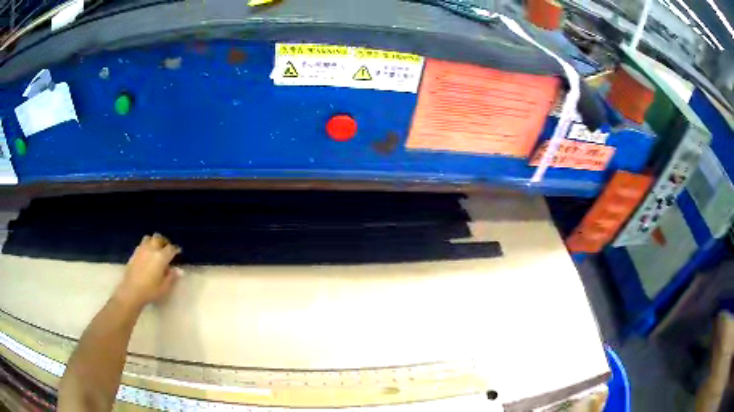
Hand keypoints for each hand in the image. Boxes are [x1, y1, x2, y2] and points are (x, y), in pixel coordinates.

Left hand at [114, 233, 181, 307]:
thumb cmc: (150, 290)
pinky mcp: (134, 253)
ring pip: (149, 238)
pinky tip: (147, 253)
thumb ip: (172, 277)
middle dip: (165, 242)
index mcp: (161, 257)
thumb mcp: (164, 287)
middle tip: (168, 248)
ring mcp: (141, 250)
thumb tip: (179, 270)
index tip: (179, 251)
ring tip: (156, 248)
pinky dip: (146, 245)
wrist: (131, 291)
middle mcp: (151, 249)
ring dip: (154, 241)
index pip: (171, 248)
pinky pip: (142, 244)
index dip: (176, 249)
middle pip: (159, 238)